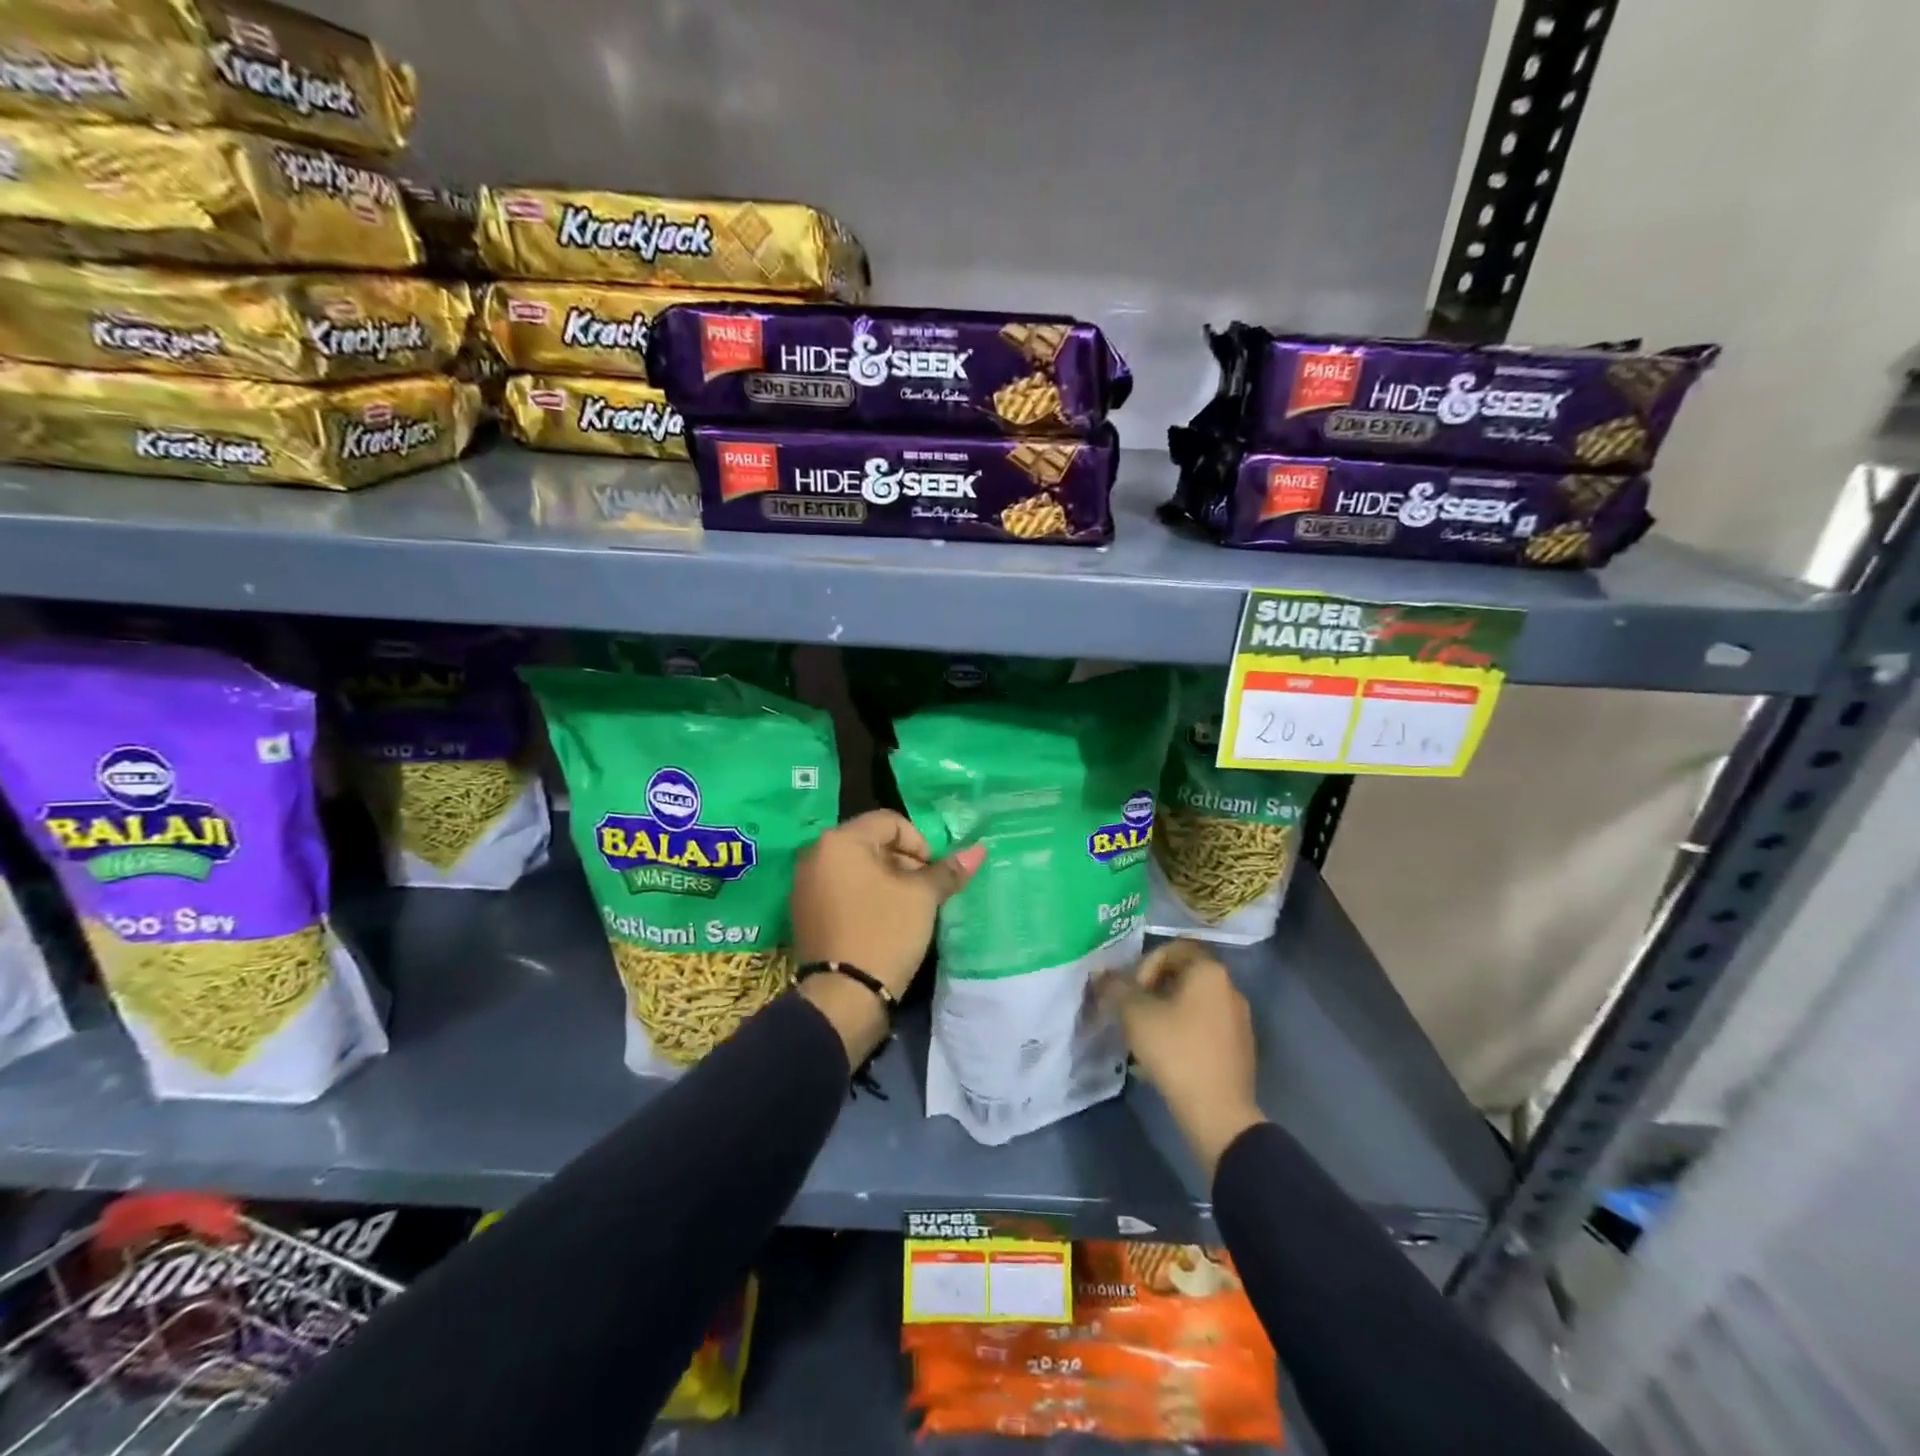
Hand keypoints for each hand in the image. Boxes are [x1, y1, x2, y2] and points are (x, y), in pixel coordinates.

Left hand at [791, 811, 983, 1065]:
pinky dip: (864, 896)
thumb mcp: (922, 897)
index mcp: (839, 840)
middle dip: (903, 862)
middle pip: (871, 843)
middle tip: (923, 893)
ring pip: (857, 868)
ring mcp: (804, 885)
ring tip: (906, 909)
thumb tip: (979, 850)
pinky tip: (882, 922)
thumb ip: (947, 870)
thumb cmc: (884, 933)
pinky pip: (840, 890)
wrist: (844, 998)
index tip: (931, 875)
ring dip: (886, 880)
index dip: (920, 844)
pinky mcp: (803, 912)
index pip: (890, 822)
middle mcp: (815, 854)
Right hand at [1102, 941, 1264, 1178]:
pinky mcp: (1240, 1049)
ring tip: (1145, 1038)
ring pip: (1193, 1004)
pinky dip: (1183, 1034)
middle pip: (1183, 976)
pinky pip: (1204, 1029)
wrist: (1218, 1113)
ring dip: (1166, 1014)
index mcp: (1209, 972)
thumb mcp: (1135, 1014)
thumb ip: (1116, 988)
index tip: (1133, 992)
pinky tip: (1165, 1059)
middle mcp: (1229, 988)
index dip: (1146, 964)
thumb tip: (1103, 975)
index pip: (1174, 949)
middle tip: (1133, 1013)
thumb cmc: (1176, 1051)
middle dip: (1153, 991)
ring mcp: (1238, 1020)